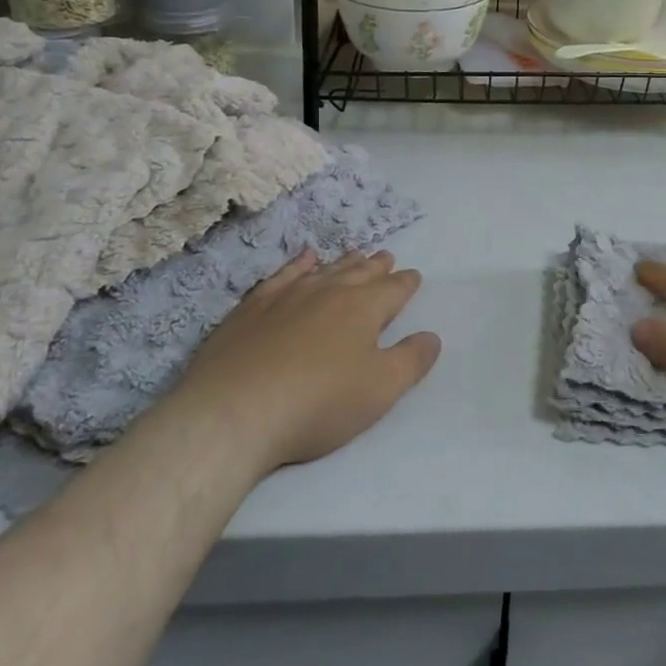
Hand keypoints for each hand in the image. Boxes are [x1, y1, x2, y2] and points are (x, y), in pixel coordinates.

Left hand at [174, 249, 440, 472]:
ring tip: (355, 253)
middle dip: (377, 266)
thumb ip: (412, 360)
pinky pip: (282, 275)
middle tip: (387, 257)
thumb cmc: (318, 403)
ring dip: (343, 262)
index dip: (406, 283)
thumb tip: (431, 336)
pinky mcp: (251, 309)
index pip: (394, 289)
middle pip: (360, 272)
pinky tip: (303, 260)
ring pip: (324, 270)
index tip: (413, 277)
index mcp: (364, 308)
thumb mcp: (381, 389)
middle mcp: (328, 291)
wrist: (233, 412)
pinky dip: (297, 264)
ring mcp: (287, 296)